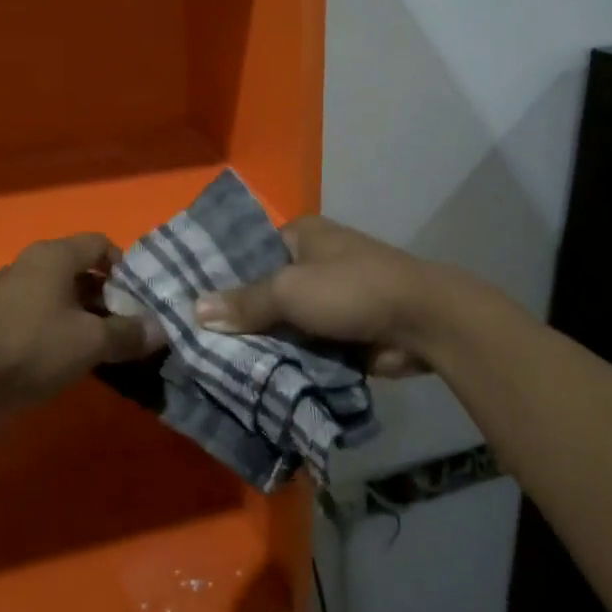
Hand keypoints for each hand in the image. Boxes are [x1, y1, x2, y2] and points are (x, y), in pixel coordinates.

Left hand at [0, 233, 166, 411]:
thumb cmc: (32, 347)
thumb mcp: (91, 342)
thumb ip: (128, 333)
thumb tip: (160, 330)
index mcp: (54, 255)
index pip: (99, 243)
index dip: (125, 267)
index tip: (140, 298)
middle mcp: (29, 264)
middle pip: (79, 270)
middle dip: (107, 297)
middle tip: (128, 326)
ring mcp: (7, 292)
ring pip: (58, 295)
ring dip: (83, 317)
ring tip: (103, 347)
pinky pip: (37, 316)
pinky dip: (57, 330)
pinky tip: (67, 360)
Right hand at [192, 215, 442, 376]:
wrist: (424, 322)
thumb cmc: (352, 289)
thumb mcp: (289, 290)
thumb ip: (245, 303)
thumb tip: (195, 310)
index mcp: (300, 235)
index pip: (248, 252)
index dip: (220, 277)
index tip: (187, 303)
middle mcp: (312, 262)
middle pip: (263, 290)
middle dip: (238, 316)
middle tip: (195, 341)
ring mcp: (329, 299)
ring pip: (282, 322)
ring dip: (262, 342)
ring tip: (213, 364)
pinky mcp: (342, 331)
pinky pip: (303, 345)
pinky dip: (286, 358)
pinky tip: (252, 377)